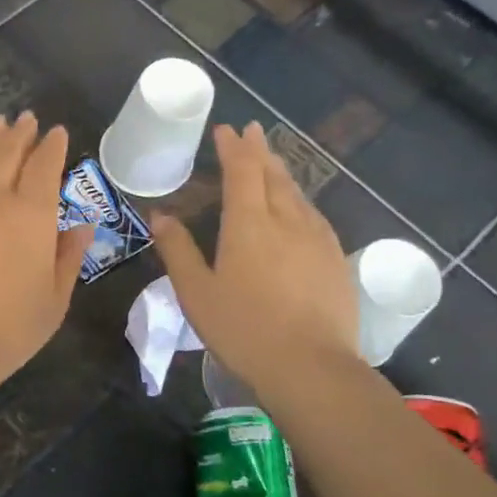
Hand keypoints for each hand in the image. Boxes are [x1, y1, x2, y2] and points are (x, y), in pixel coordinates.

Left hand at [0, 113, 91, 399]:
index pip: (45, 166)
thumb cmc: (7, 329)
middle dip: (21, 134)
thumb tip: (81, 225)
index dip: (53, 146)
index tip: (57, 132)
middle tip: (27, 119)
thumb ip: (68, 257)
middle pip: (8, 153)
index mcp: (32, 214)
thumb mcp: (54, 300)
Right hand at [150, 122, 355, 387]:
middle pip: (274, 175)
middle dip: (260, 150)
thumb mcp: (196, 292)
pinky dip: (300, 201)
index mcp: (249, 224)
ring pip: (298, 193)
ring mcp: (317, 239)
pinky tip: (299, 210)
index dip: (233, 147)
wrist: (310, 367)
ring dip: (281, 172)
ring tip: (272, 163)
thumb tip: (161, 215)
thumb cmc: (243, 329)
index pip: (242, 171)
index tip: (226, 129)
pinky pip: (315, 216)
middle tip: (251, 130)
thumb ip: (178, 250)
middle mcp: (287, 220)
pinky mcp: (336, 260)